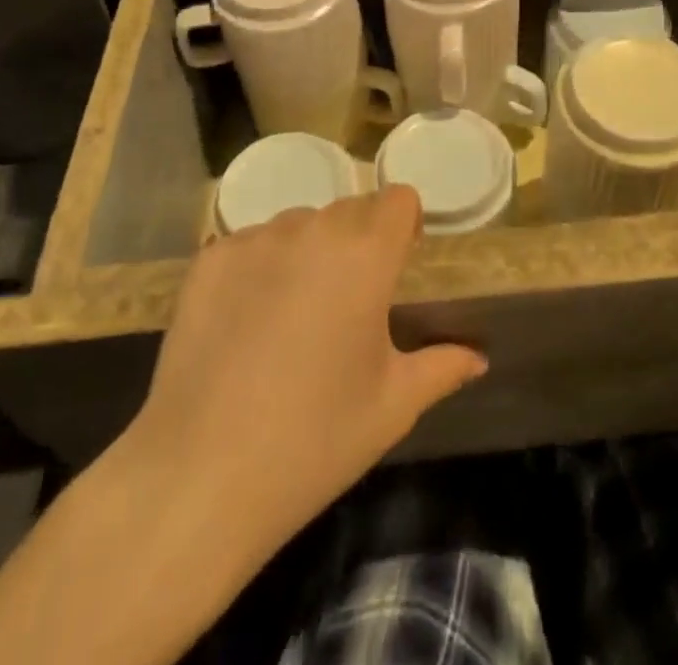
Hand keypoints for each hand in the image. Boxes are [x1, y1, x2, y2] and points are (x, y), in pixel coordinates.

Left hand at [107, 187, 485, 574]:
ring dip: (308, 252)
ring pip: (299, 224)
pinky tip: (246, 322)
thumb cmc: (314, 440)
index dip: (404, 225)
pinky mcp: (209, 260)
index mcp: (365, 253)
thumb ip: (442, 368)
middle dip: (358, 242)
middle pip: (349, 210)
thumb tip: (478, 358)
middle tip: (348, 302)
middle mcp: (312, 229)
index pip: (398, 199)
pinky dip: (260, 268)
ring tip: (294, 315)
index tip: (398, 264)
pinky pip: (251, 244)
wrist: (199, 478)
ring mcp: (255, 240)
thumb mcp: (392, 406)